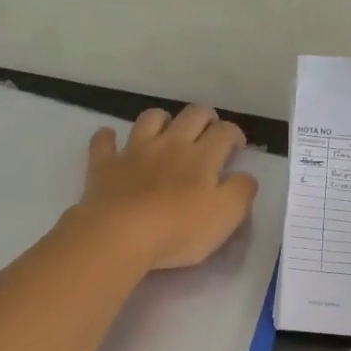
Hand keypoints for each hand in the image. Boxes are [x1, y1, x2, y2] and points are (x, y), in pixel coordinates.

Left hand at [73, 105, 258, 270]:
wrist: (120, 234)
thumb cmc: (179, 229)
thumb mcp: (226, 216)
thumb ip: (241, 191)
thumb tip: (246, 176)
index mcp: (202, 156)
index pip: (225, 131)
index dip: (234, 134)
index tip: (236, 148)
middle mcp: (170, 144)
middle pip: (192, 115)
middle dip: (205, 117)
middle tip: (209, 132)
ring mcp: (134, 151)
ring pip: (151, 119)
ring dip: (162, 120)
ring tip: (167, 133)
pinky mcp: (105, 165)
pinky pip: (104, 141)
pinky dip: (109, 138)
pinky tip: (112, 141)